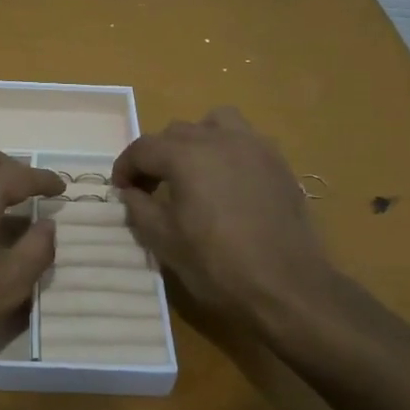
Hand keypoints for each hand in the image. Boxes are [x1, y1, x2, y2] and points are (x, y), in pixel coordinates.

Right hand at [112, 108, 333, 329]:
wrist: (287, 286)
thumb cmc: (218, 265)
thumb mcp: (165, 241)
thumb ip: (139, 208)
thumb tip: (131, 192)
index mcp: (186, 156)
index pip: (142, 148)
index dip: (125, 167)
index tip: (121, 190)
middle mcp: (219, 139)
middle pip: (176, 132)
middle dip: (157, 155)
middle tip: (152, 188)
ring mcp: (254, 146)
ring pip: (215, 123)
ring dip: (196, 140)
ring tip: (194, 170)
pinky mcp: (278, 162)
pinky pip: (245, 140)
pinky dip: (228, 150)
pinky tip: (227, 182)